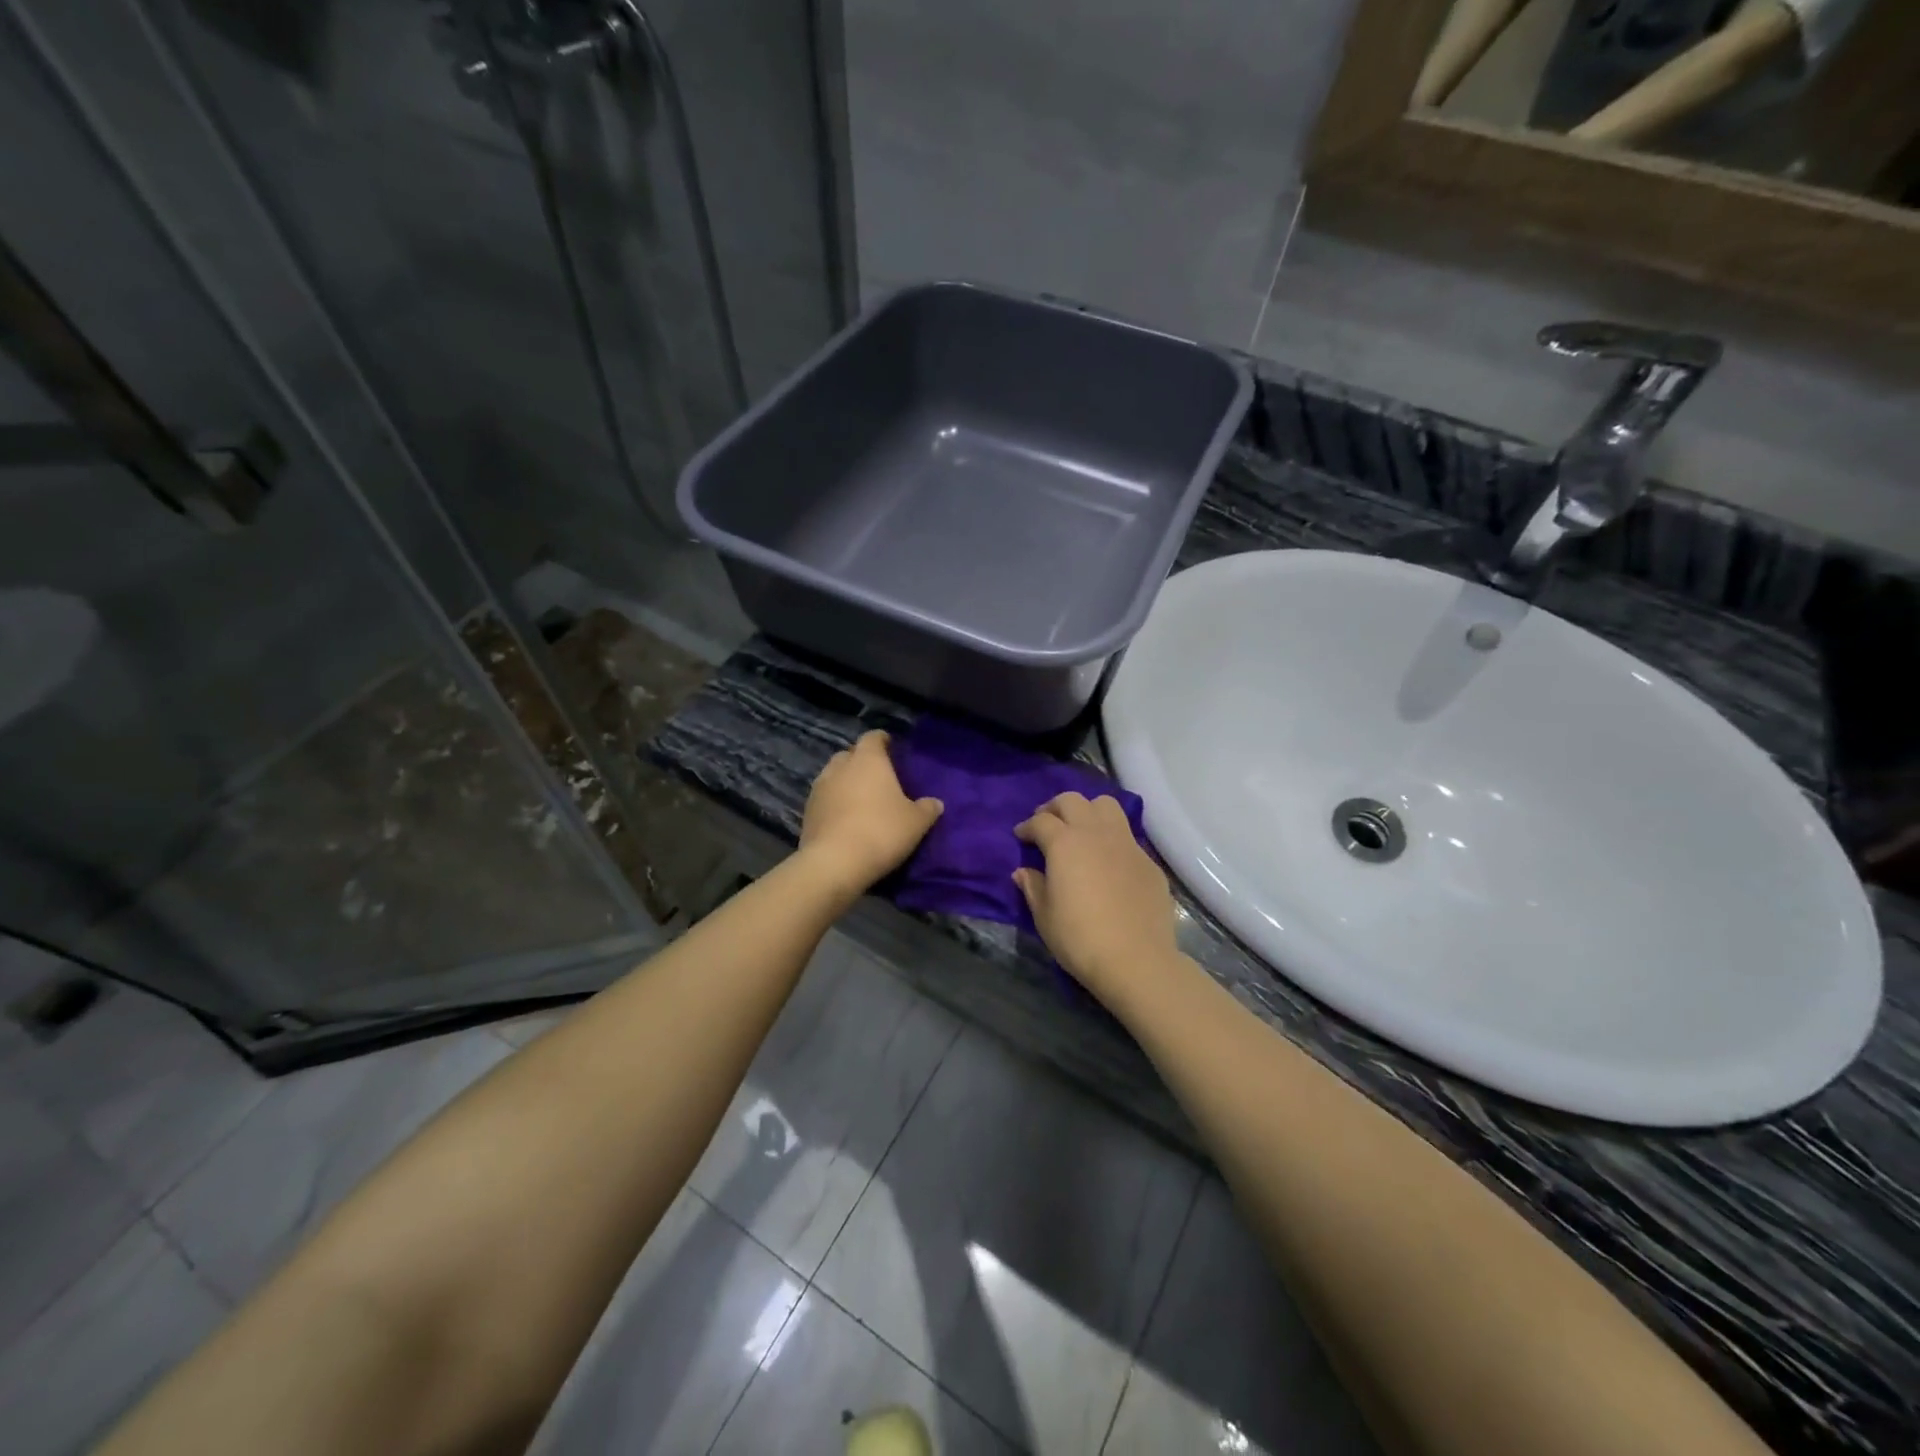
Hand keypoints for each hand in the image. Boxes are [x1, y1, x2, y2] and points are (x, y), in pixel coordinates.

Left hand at [798, 731, 942, 901]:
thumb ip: (927, 809)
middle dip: (861, 762)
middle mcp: (840, 767)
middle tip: (878, 778)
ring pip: (833, 776)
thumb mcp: (916, 823)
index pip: (873, 737)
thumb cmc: (881, 832)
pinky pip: (823, 799)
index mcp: (868, 760)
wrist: (834, 863)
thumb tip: (935, 803)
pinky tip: (844, 820)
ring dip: (845, 783)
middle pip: (850, 755)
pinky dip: (833, 804)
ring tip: (860, 800)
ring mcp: (819, 788)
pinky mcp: (806, 812)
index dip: (883, 741)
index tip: (892, 749)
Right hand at [1014, 792, 1177, 1000]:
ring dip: (1088, 811)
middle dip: (1055, 808)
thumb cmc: (1080, 938)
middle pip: (1072, 801)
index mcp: (1065, 843)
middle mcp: (1096, 833)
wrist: (1136, 960)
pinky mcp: (1148, 861)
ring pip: (1106, 806)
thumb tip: (1024, 871)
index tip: (1020, 837)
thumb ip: (1033, 887)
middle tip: (1047, 825)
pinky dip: (1111, 838)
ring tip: (1080, 830)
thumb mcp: (1044, 916)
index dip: (1027, 827)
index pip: (1041, 821)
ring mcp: (1126, 844)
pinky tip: (1107, 861)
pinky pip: (1126, 836)